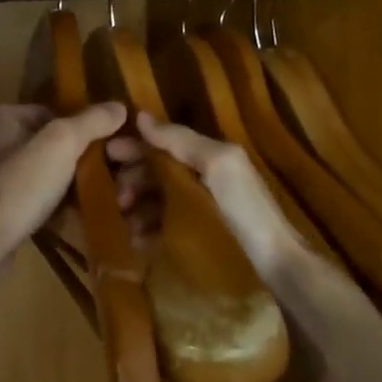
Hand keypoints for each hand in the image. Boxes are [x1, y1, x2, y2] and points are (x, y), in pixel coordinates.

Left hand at [0, 102, 149, 254]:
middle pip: (48, 145)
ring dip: (68, 186)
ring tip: (96, 198)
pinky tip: (73, 218)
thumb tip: (120, 106)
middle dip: (78, 161)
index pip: (52, 113)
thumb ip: (92, 121)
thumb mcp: (62, 143)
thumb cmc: (19, 184)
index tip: (108, 147)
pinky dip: (52, 207)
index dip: (82, 129)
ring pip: (43, 175)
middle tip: (107, 176)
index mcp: (1, 116)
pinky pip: (33, 201)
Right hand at [132, 110, 305, 281]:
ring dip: (135, 209)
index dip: (133, 147)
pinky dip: (146, 231)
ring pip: (153, 201)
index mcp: (206, 156)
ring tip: (127, 227)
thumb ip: (182, 140)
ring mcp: (197, 208)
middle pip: (153, 173)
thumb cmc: (246, 210)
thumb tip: (139, 117)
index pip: (160, 145)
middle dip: (130, 182)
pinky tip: (138, 242)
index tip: (105, 156)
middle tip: (117, 202)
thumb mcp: (219, 165)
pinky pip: (161, 226)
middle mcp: (200, 178)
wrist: (275, 265)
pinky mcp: (195, 236)